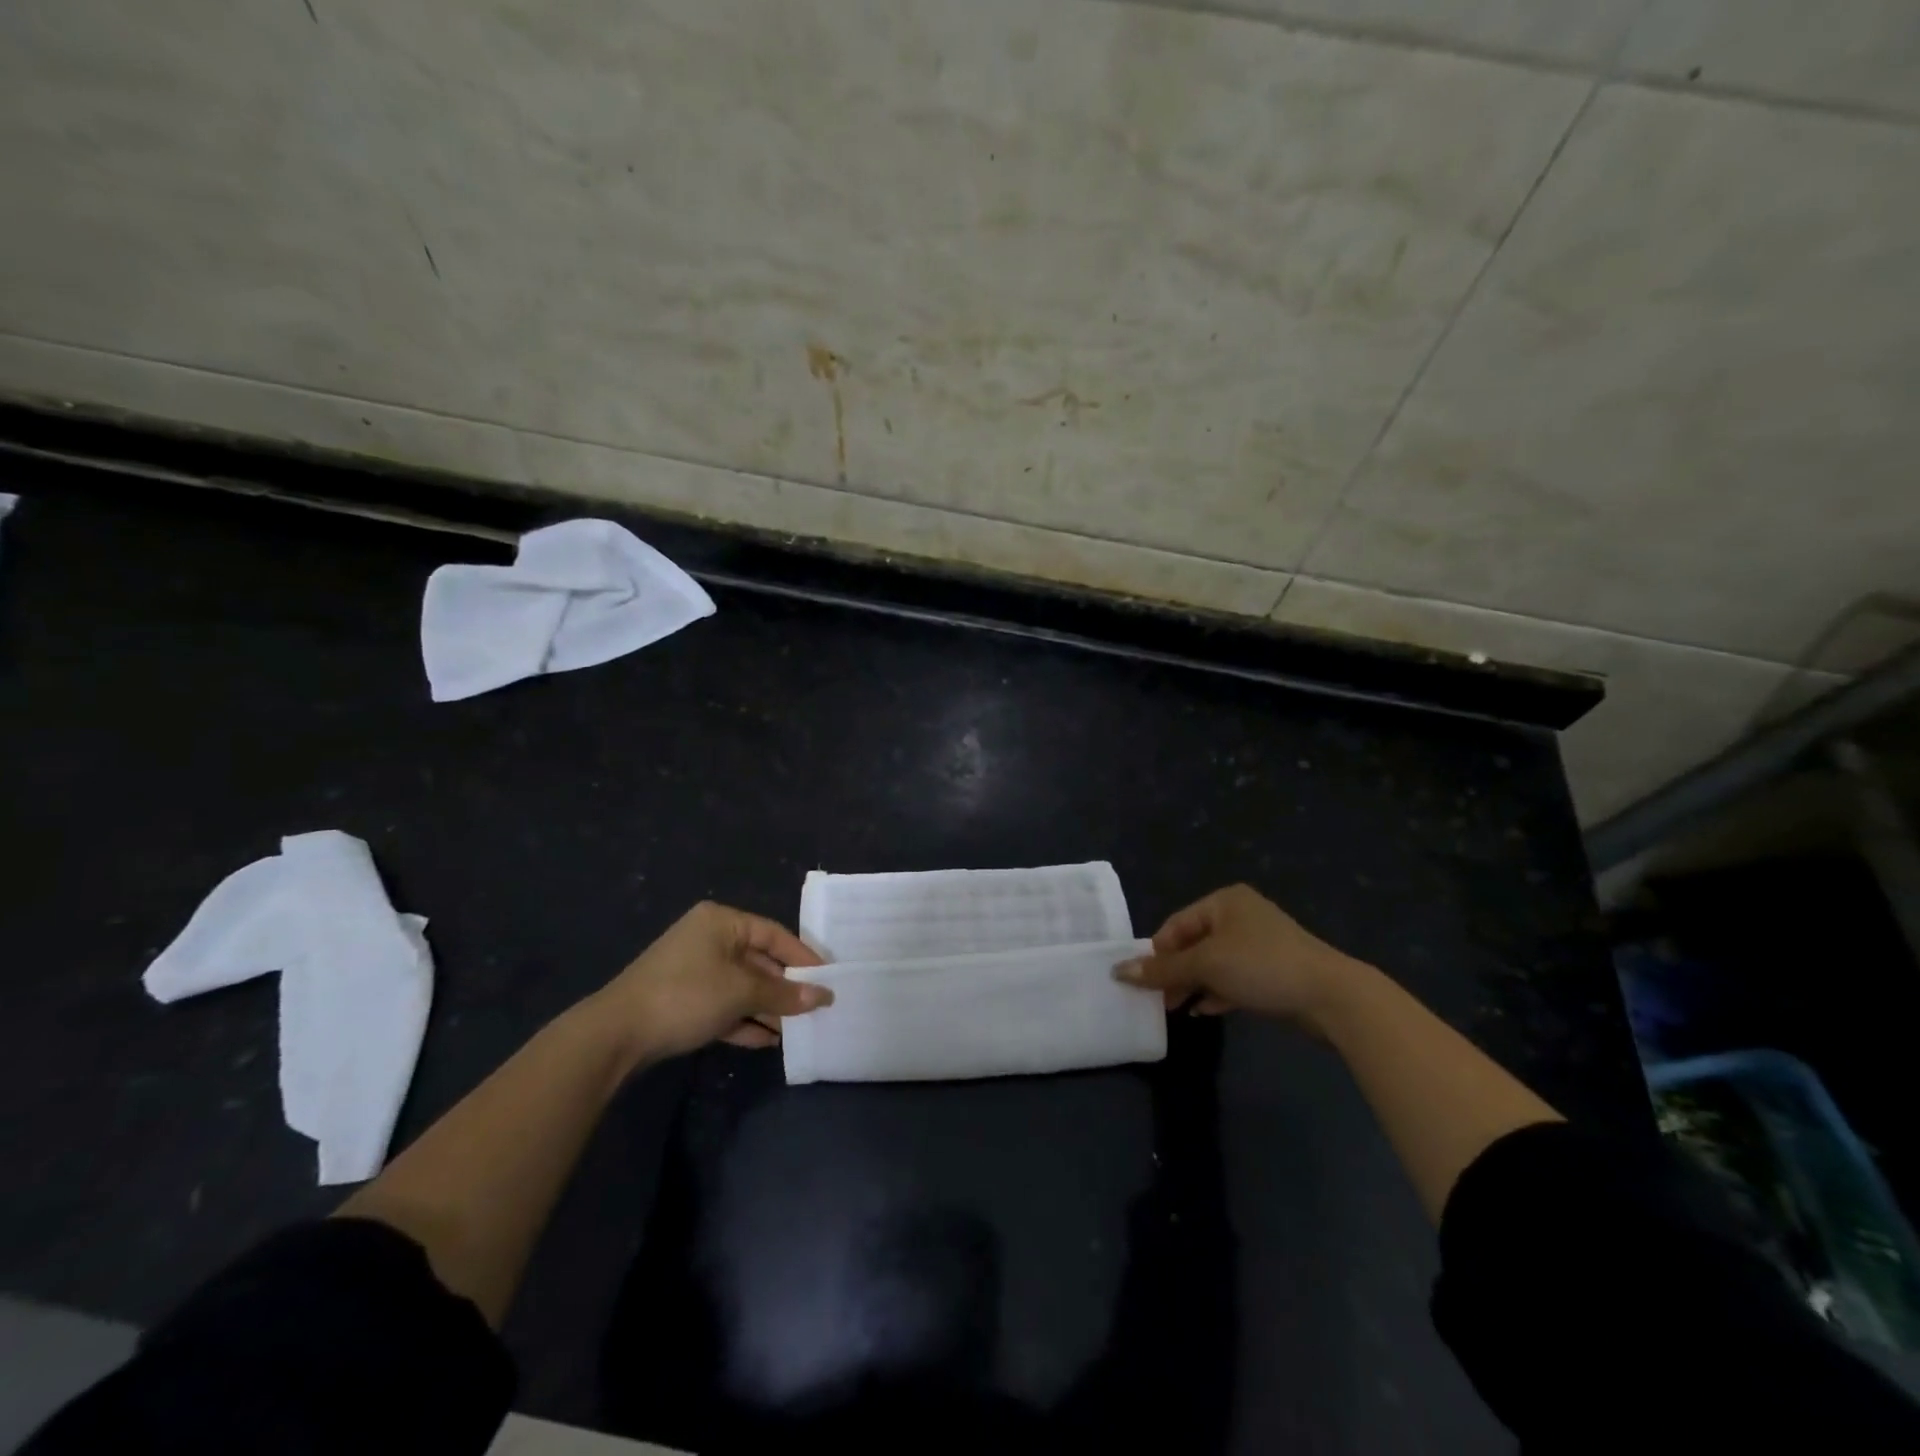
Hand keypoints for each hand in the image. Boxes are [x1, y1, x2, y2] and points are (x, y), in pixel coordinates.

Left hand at [587, 901, 832, 1064]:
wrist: (615, 1035)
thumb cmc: (686, 996)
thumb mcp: (741, 992)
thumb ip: (784, 993)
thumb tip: (824, 996)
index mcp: (721, 922)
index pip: (774, 934)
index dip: (803, 957)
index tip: (828, 979)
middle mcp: (708, 939)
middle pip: (759, 961)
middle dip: (786, 987)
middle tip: (815, 1007)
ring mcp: (693, 970)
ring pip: (742, 986)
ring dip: (768, 1007)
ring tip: (797, 1029)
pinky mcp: (683, 1000)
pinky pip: (724, 1005)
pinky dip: (745, 1019)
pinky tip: (768, 1040)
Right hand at [1114, 884, 1362, 1025]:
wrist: (1331, 996)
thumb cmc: (1262, 966)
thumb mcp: (1206, 965)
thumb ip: (1163, 969)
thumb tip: (1118, 971)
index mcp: (1224, 902)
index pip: (1176, 924)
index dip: (1157, 953)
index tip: (1142, 982)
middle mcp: (1241, 916)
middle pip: (1193, 944)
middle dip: (1174, 971)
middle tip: (1157, 1000)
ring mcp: (1259, 944)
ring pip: (1213, 963)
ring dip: (1193, 984)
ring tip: (1175, 1009)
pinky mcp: (1273, 971)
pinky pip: (1233, 978)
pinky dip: (1216, 992)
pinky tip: (1204, 1011)